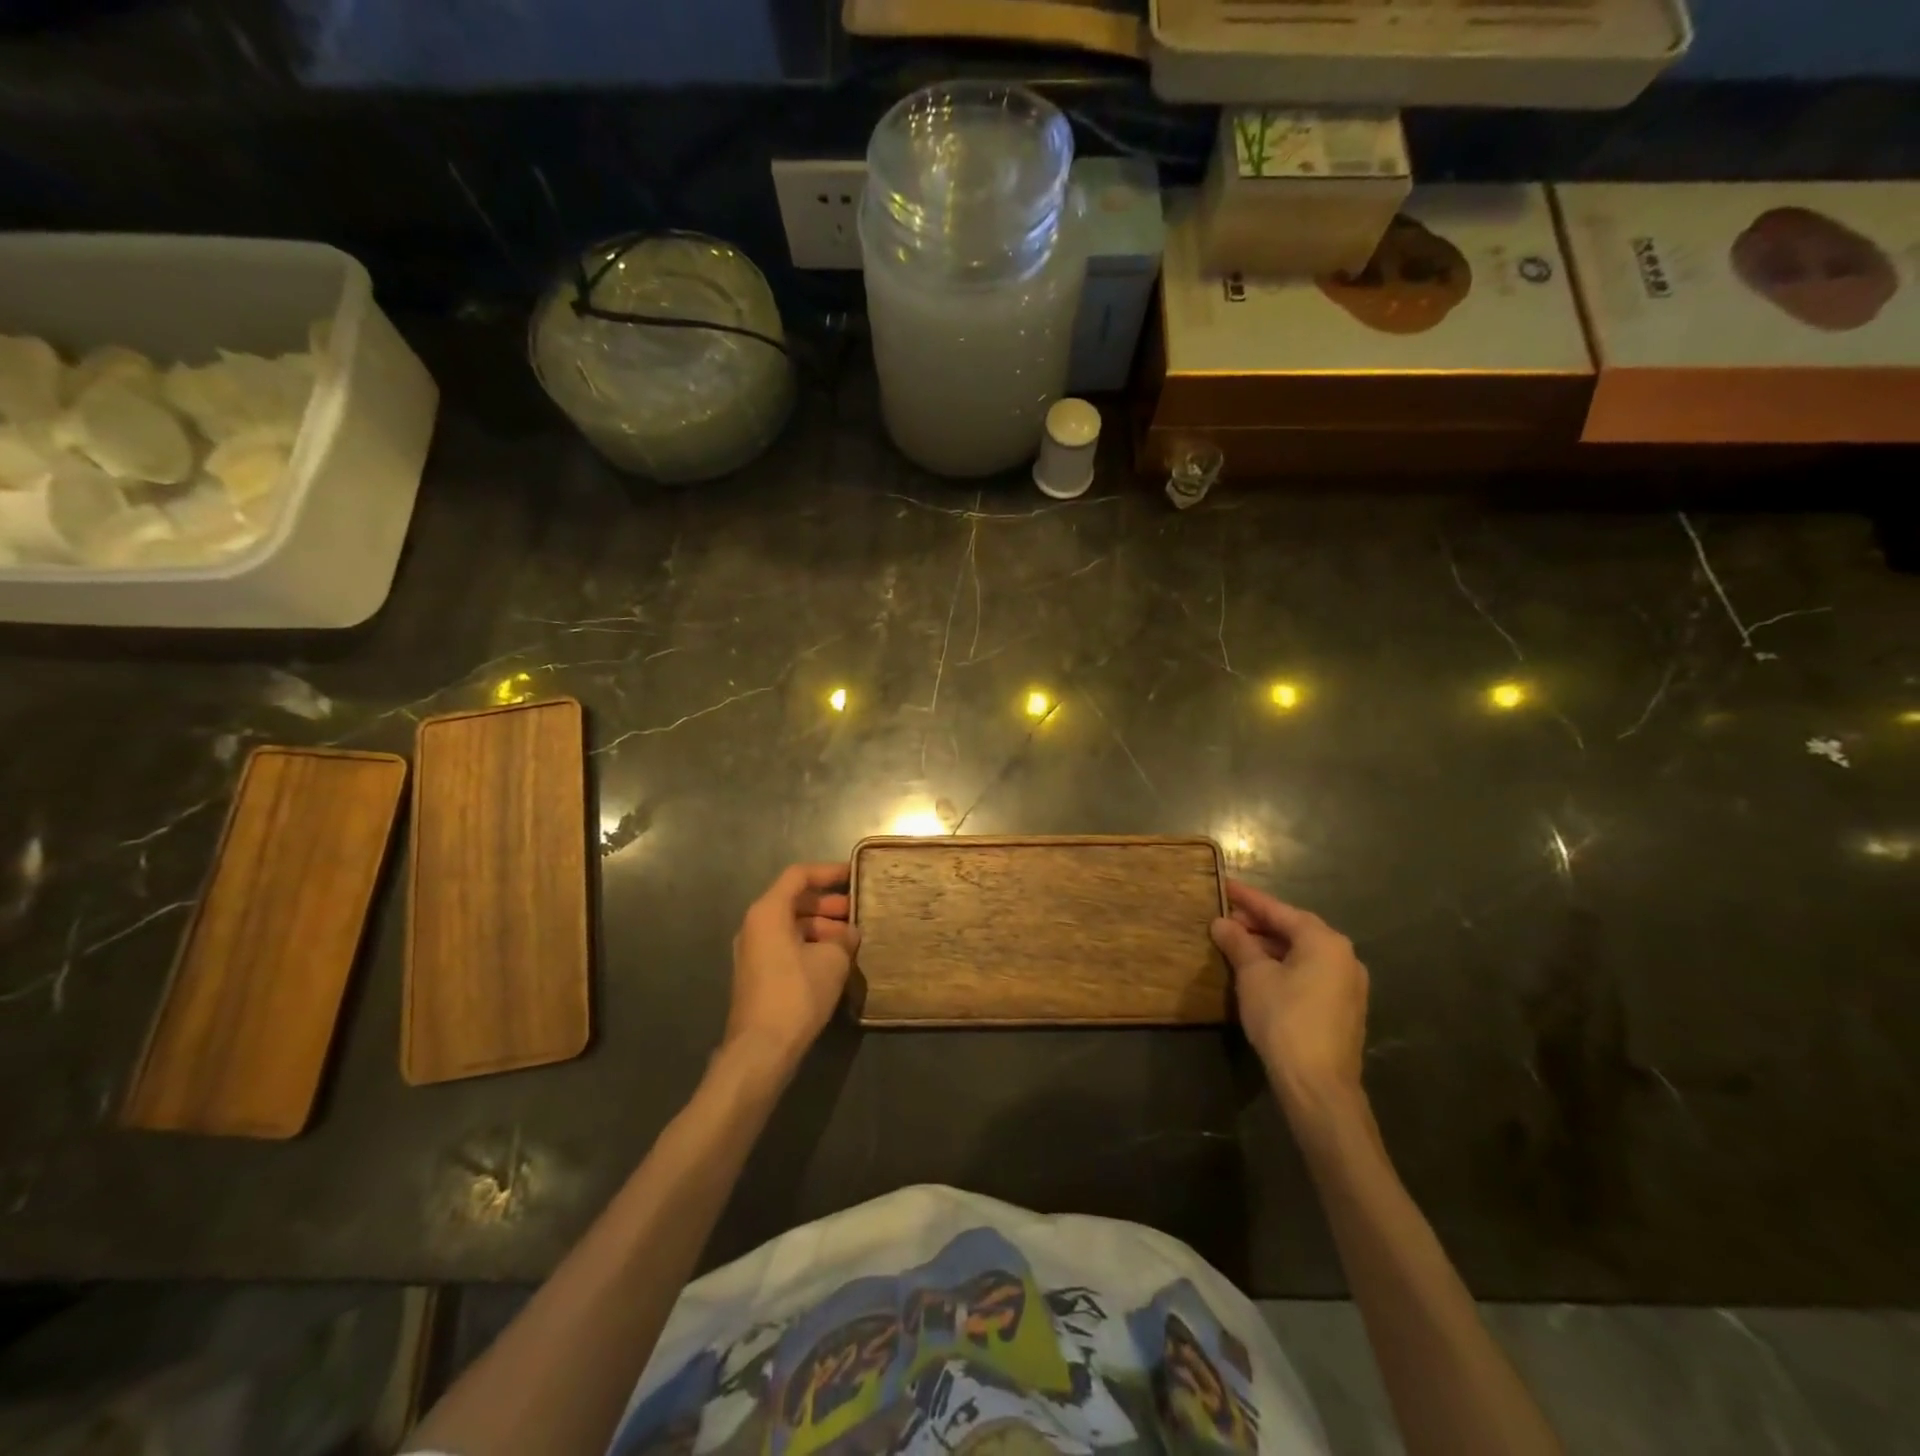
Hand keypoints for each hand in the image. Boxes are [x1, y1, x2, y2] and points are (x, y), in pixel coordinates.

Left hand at [724, 862, 859, 1076]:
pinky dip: (810, 945)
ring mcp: (753, 951)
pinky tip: (834, 960)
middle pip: (794, 901)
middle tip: (857, 912)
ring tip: (851, 939)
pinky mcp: (757, 974)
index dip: (828, 872)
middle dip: (828, 904)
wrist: (761, 1049)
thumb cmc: (797, 993)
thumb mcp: (832, 960)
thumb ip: (843, 938)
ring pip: (791, 926)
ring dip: (821, 927)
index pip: (799, 875)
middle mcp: (755, 925)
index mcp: (768, 912)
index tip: (854, 875)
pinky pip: (786, 946)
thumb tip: (848, 934)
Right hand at [1211, 880, 1368, 1120]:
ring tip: (1238, 944)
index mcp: (1324, 941)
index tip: (1225, 885)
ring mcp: (1348, 984)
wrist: (1318, 1085)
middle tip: (1226, 918)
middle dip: (1259, 923)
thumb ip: (1238, 944)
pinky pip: (1310, 973)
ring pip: (1303, 953)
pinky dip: (1285, 965)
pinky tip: (1260, 971)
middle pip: (1295, 929)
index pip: (1279, 911)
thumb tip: (1221, 923)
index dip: (1249, 899)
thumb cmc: (1284, 1019)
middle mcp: (1344, 956)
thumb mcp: (1253, 976)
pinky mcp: (1344, 1008)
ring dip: (1270, 946)